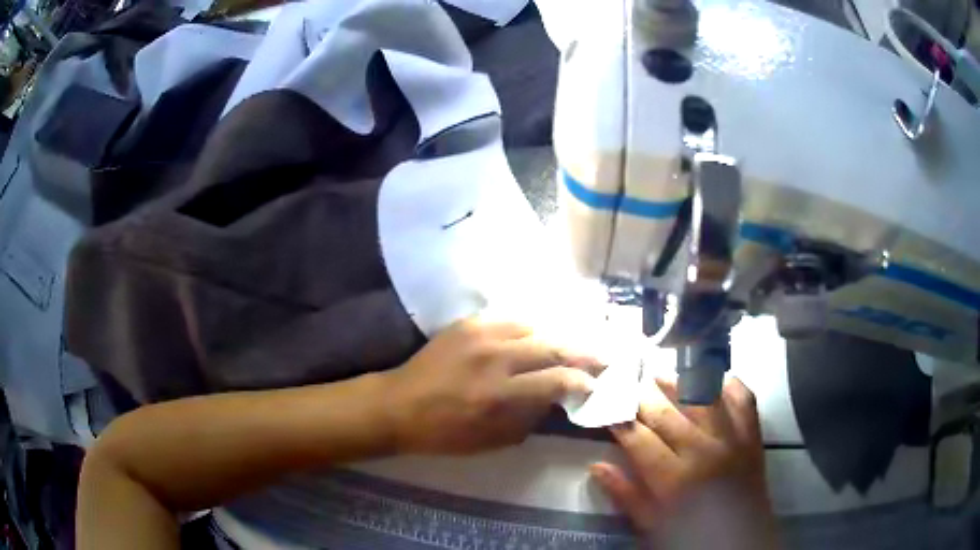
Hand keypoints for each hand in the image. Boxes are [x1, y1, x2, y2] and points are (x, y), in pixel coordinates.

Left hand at [382, 318, 600, 454]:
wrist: (399, 405)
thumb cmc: (445, 433)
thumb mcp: (492, 440)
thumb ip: (529, 417)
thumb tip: (555, 398)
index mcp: (500, 394)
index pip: (557, 380)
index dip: (582, 382)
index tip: (594, 386)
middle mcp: (494, 358)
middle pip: (552, 346)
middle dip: (583, 352)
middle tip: (603, 357)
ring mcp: (479, 335)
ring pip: (533, 327)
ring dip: (557, 337)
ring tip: (572, 345)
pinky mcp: (466, 324)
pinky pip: (508, 320)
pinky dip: (529, 329)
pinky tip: (537, 336)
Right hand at [591, 377, 775, 546]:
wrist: (739, 542)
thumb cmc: (688, 538)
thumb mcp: (650, 525)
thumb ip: (625, 494)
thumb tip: (597, 466)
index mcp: (672, 478)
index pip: (638, 439)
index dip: (619, 420)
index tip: (606, 406)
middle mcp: (702, 451)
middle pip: (666, 414)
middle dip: (642, 397)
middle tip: (627, 382)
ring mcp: (731, 439)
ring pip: (702, 398)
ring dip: (679, 382)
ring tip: (661, 375)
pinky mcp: (752, 435)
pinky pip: (743, 399)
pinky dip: (729, 384)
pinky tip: (713, 379)